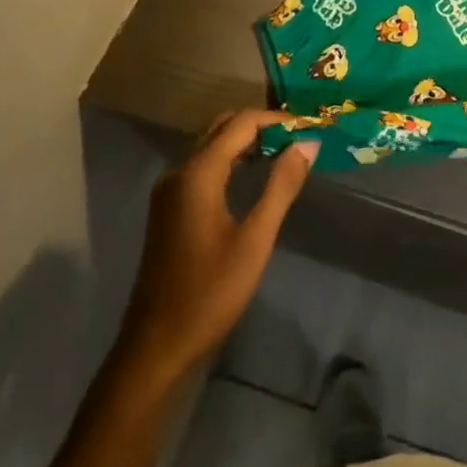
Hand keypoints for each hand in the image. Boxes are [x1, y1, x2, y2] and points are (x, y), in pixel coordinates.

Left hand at [119, 111, 317, 375]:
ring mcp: (169, 191)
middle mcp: (178, 172)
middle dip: (261, 126)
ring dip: (246, 141)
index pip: (241, 124)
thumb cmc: (210, 292)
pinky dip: (231, 159)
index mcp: (197, 174)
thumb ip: (282, 185)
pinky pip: (203, 166)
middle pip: (222, 128)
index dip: (277, 120)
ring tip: (285, 151)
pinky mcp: (169, 208)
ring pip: (212, 146)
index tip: (309, 127)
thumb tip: (308, 143)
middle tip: (298, 136)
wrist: (157, 346)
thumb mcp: (255, 238)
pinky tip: (255, 175)